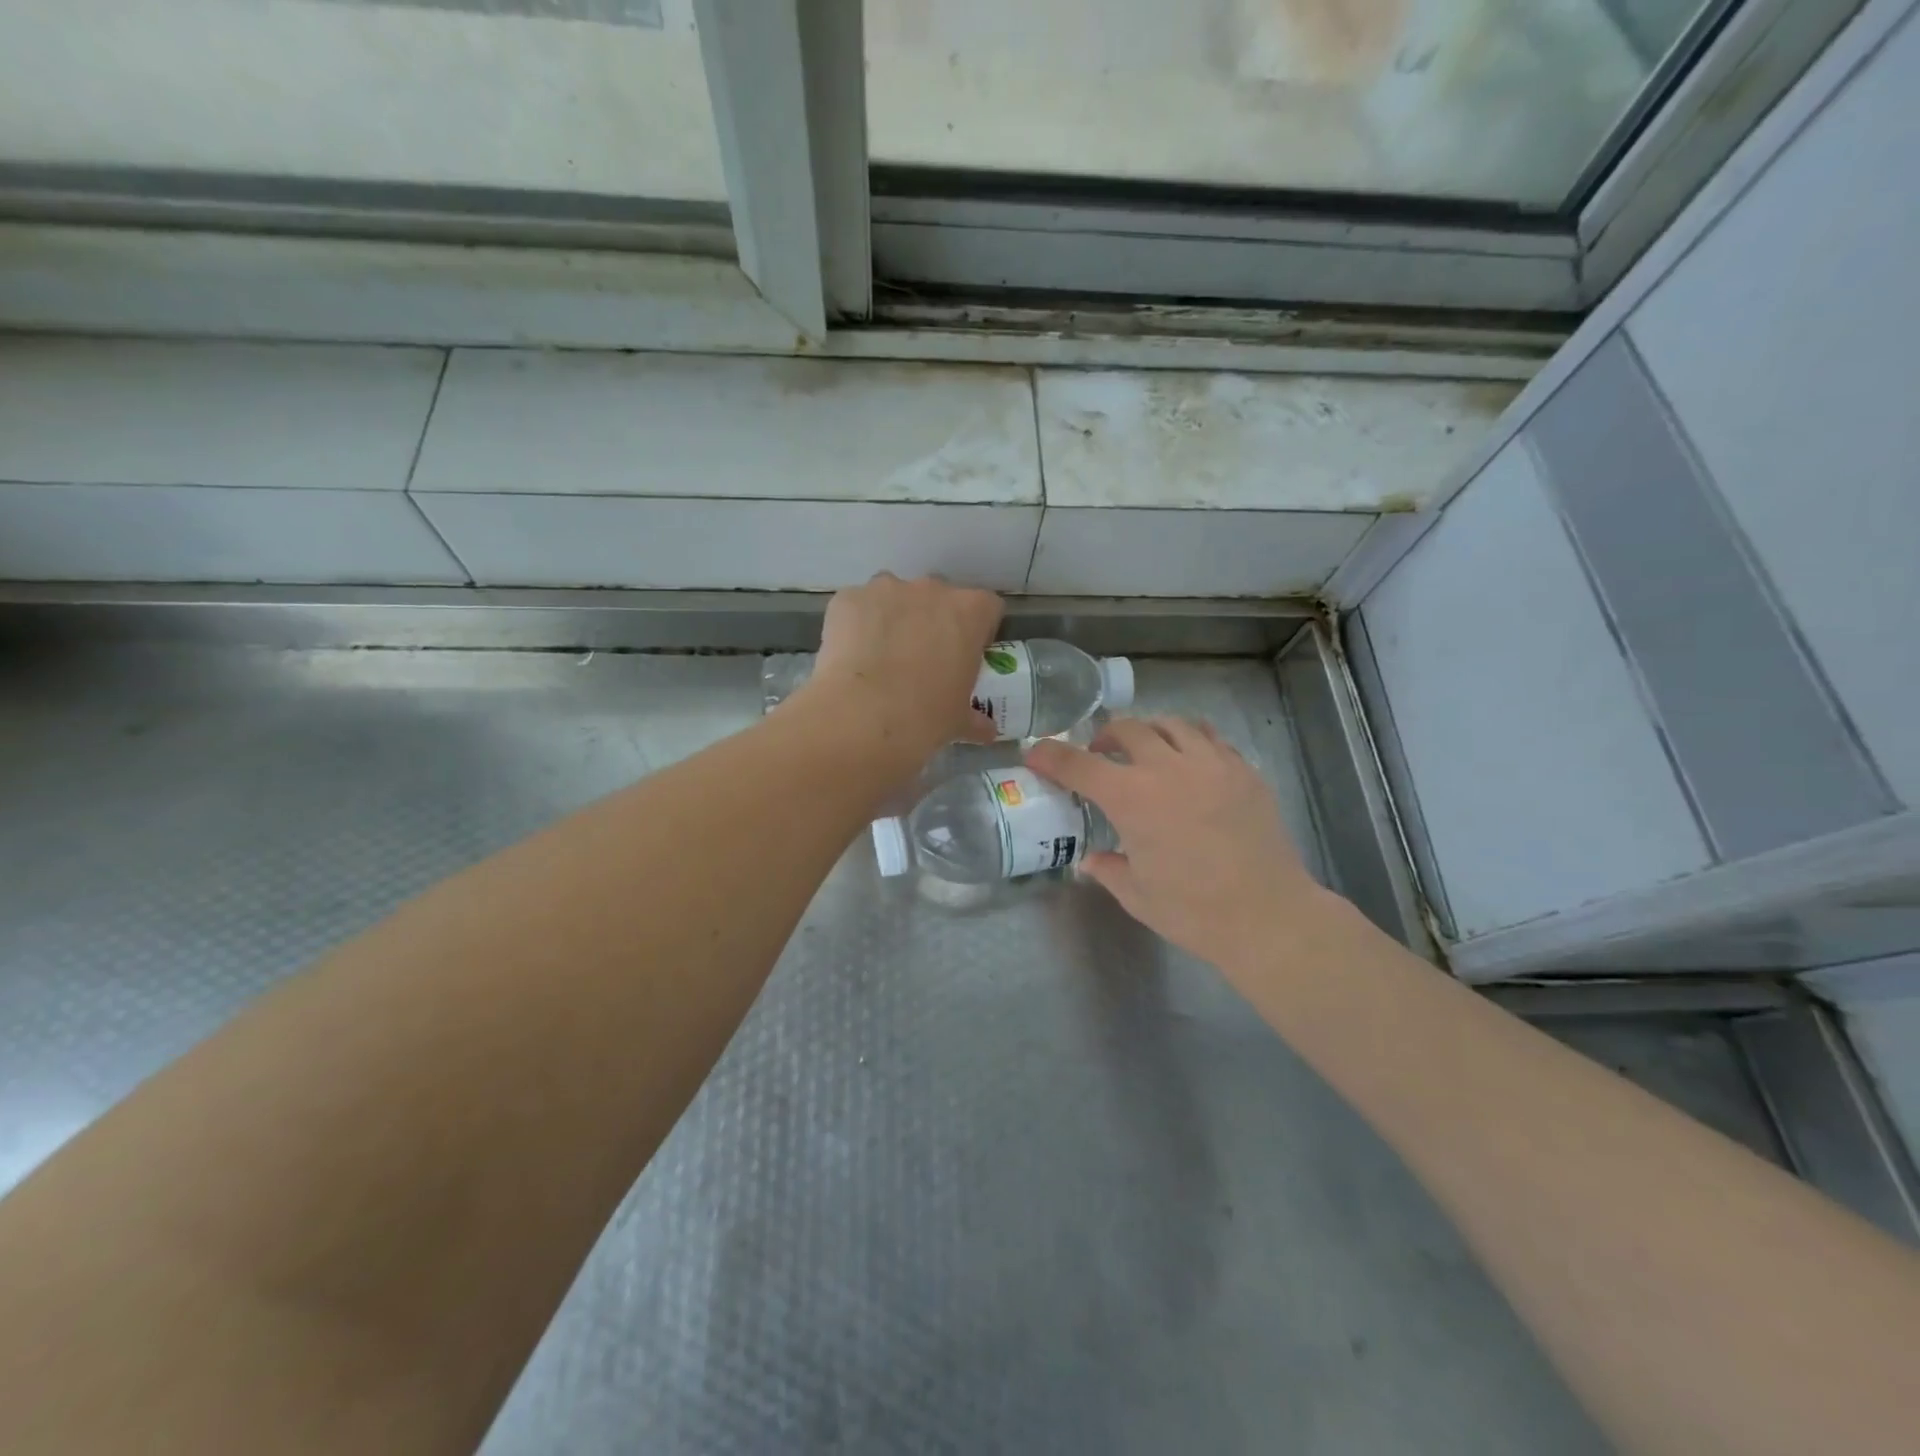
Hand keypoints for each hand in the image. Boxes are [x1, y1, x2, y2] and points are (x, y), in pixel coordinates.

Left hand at [795, 573, 1001, 766]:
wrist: (862, 717)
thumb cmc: (925, 717)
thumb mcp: (958, 721)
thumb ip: (975, 718)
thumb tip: (986, 731)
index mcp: (969, 612)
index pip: (986, 607)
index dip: (977, 631)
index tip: (965, 655)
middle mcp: (931, 589)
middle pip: (938, 597)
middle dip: (932, 621)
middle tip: (922, 659)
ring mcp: (886, 589)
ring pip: (894, 596)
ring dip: (893, 618)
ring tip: (881, 657)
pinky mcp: (848, 598)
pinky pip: (857, 606)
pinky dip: (856, 624)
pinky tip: (851, 657)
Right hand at [1028, 717, 1340, 973]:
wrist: (1269, 916)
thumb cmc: (1194, 911)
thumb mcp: (1137, 896)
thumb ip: (1108, 869)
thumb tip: (1091, 860)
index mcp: (1133, 799)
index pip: (1079, 765)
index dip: (1051, 756)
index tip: (1036, 754)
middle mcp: (1169, 768)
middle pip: (1128, 729)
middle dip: (1104, 737)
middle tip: (1100, 755)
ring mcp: (1211, 764)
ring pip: (1172, 724)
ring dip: (1149, 732)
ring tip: (1147, 751)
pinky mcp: (1244, 771)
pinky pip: (1211, 738)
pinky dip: (1190, 741)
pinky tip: (1189, 764)